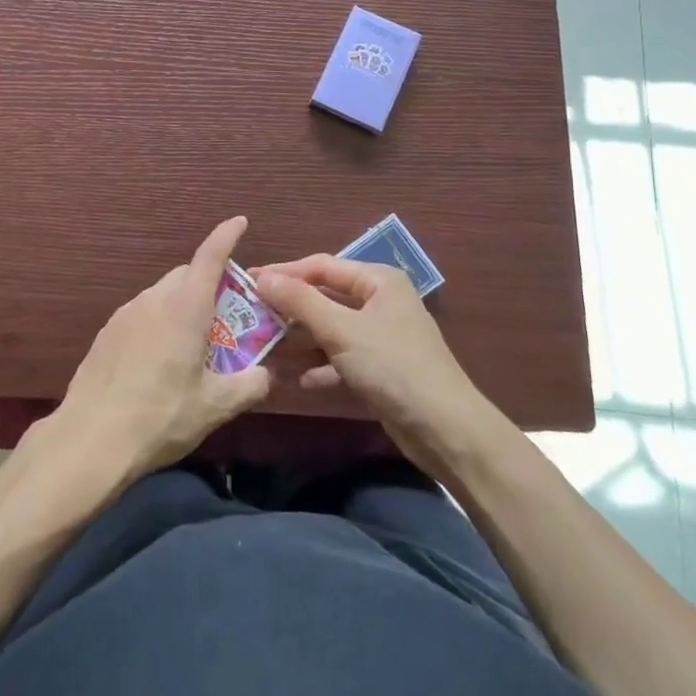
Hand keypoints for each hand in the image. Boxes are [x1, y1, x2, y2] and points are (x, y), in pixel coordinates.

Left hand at [51, 217, 272, 482]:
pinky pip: (141, 315)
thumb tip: (266, 374)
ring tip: (191, 345)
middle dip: (208, 283)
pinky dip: (158, 323)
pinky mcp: (106, 332)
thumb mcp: (215, 406)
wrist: (91, 438)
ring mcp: (125, 314)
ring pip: (162, 295)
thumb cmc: (161, 416)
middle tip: (225, 315)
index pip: (210, 256)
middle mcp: (154, 300)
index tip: (239, 222)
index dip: (226, 235)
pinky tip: (158, 361)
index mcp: (185, 307)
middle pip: (186, 275)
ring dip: (181, 306)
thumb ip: (250, 385)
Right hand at [254, 255, 484, 465]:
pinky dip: (321, 365)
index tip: (249, 281)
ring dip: (302, 339)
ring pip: (331, 329)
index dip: (285, 272)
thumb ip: (300, 301)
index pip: (322, 266)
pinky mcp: (382, 369)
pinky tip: (298, 379)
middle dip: (291, 309)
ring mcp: (382, 336)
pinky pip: (342, 358)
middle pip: (326, 297)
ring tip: (266, 347)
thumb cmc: (393, 366)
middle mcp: (380, 302)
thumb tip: (264, 278)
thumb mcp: (341, 330)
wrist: (445, 430)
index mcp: (378, 280)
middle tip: (252, 315)